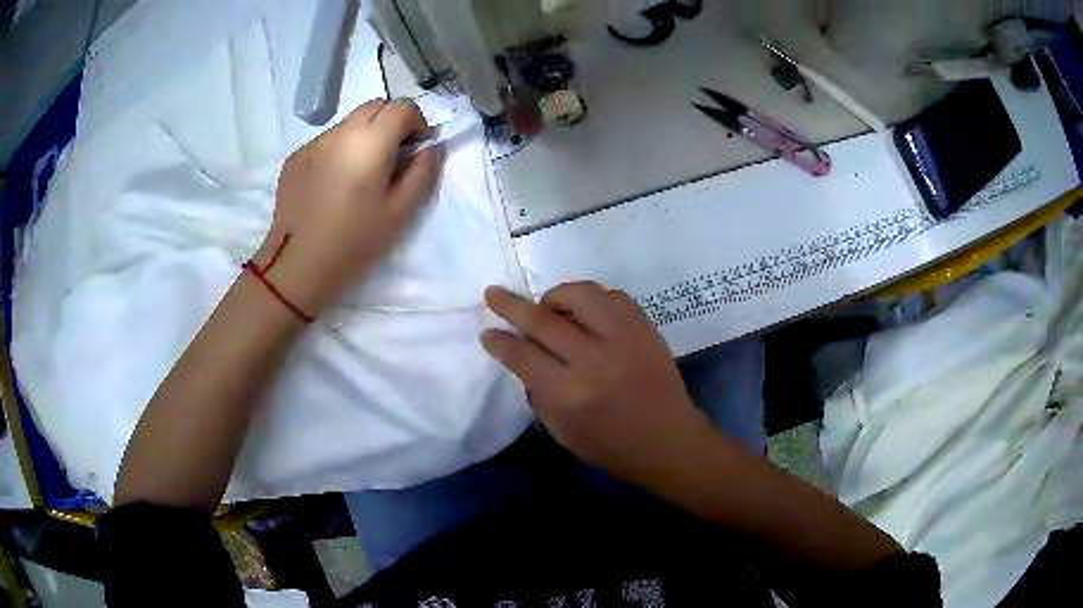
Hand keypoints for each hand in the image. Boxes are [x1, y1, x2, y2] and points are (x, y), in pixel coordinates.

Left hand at [253, 100, 442, 315]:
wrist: (297, 265)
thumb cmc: (354, 241)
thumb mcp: (401, 212)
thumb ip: (423, 172)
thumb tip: (431, 147)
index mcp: (370, 140)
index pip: (403, 107)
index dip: (418, 123)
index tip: (418, 149)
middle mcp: (340, 131)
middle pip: (376, 106)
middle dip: (392, 122)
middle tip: (394, 157)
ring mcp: (314, 142)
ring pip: (350, 123)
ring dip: (365, 135)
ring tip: (361, 173)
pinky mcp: (296, 157)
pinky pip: (327, 141)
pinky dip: (340, 150)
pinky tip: (334, 184)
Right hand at [481, 283, 718, 485]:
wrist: (668, 440)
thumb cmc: (610, 446)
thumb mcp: (561, 431)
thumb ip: (539, 392)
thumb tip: (525, 355)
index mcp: (569, 394)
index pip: (523, 356)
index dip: (500, 342)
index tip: (488, 332)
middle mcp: (594, 359)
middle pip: (544, 320)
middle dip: (512, 305)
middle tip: (494, 294)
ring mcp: (624, 338)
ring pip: (581, 295)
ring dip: (556, 296)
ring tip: (548, 307)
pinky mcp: (645, 327)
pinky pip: (612, 296)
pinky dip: (591, 298)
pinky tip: (584, 311)